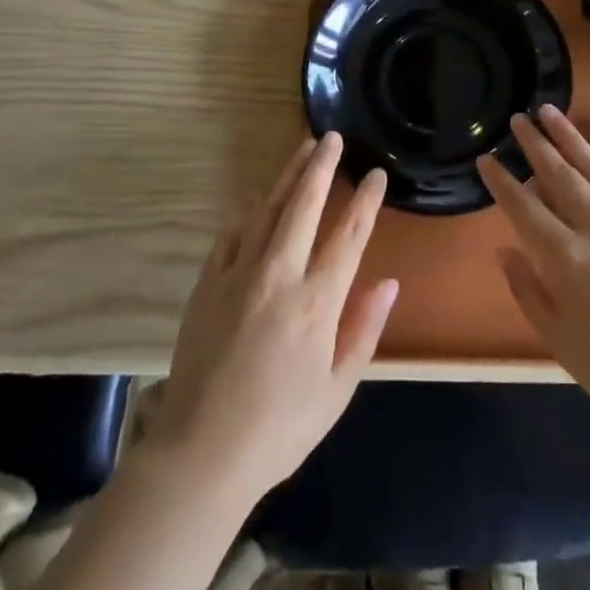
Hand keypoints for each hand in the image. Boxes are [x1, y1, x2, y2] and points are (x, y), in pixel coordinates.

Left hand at [147, 133, 398, 505]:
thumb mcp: (337, 390)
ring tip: (302, 149)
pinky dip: (250, 210)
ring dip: (288, 176)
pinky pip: (232, 233)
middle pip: (304, 205)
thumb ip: (364, 330)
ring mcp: (239, 274)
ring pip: (268, 209)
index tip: (376, 174)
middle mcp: (279, 276)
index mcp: (316, 303)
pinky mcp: (208, 282)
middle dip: (321, 167)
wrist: (201, 452)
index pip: (349, 236)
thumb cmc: (280, 427)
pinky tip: (259, 199)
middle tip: (332, 137)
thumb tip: (388, 282)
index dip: (365, 201)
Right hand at [478, 106, 589, 444]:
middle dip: (535, 145)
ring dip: (571, 138)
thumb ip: (529, 292)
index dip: (501, 182)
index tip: (486, 159)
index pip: (524, 208)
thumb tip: (505, 251)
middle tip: (518, 118)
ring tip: (551, 112)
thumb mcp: (561, 343)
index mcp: (567, 259)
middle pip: (559, 177)